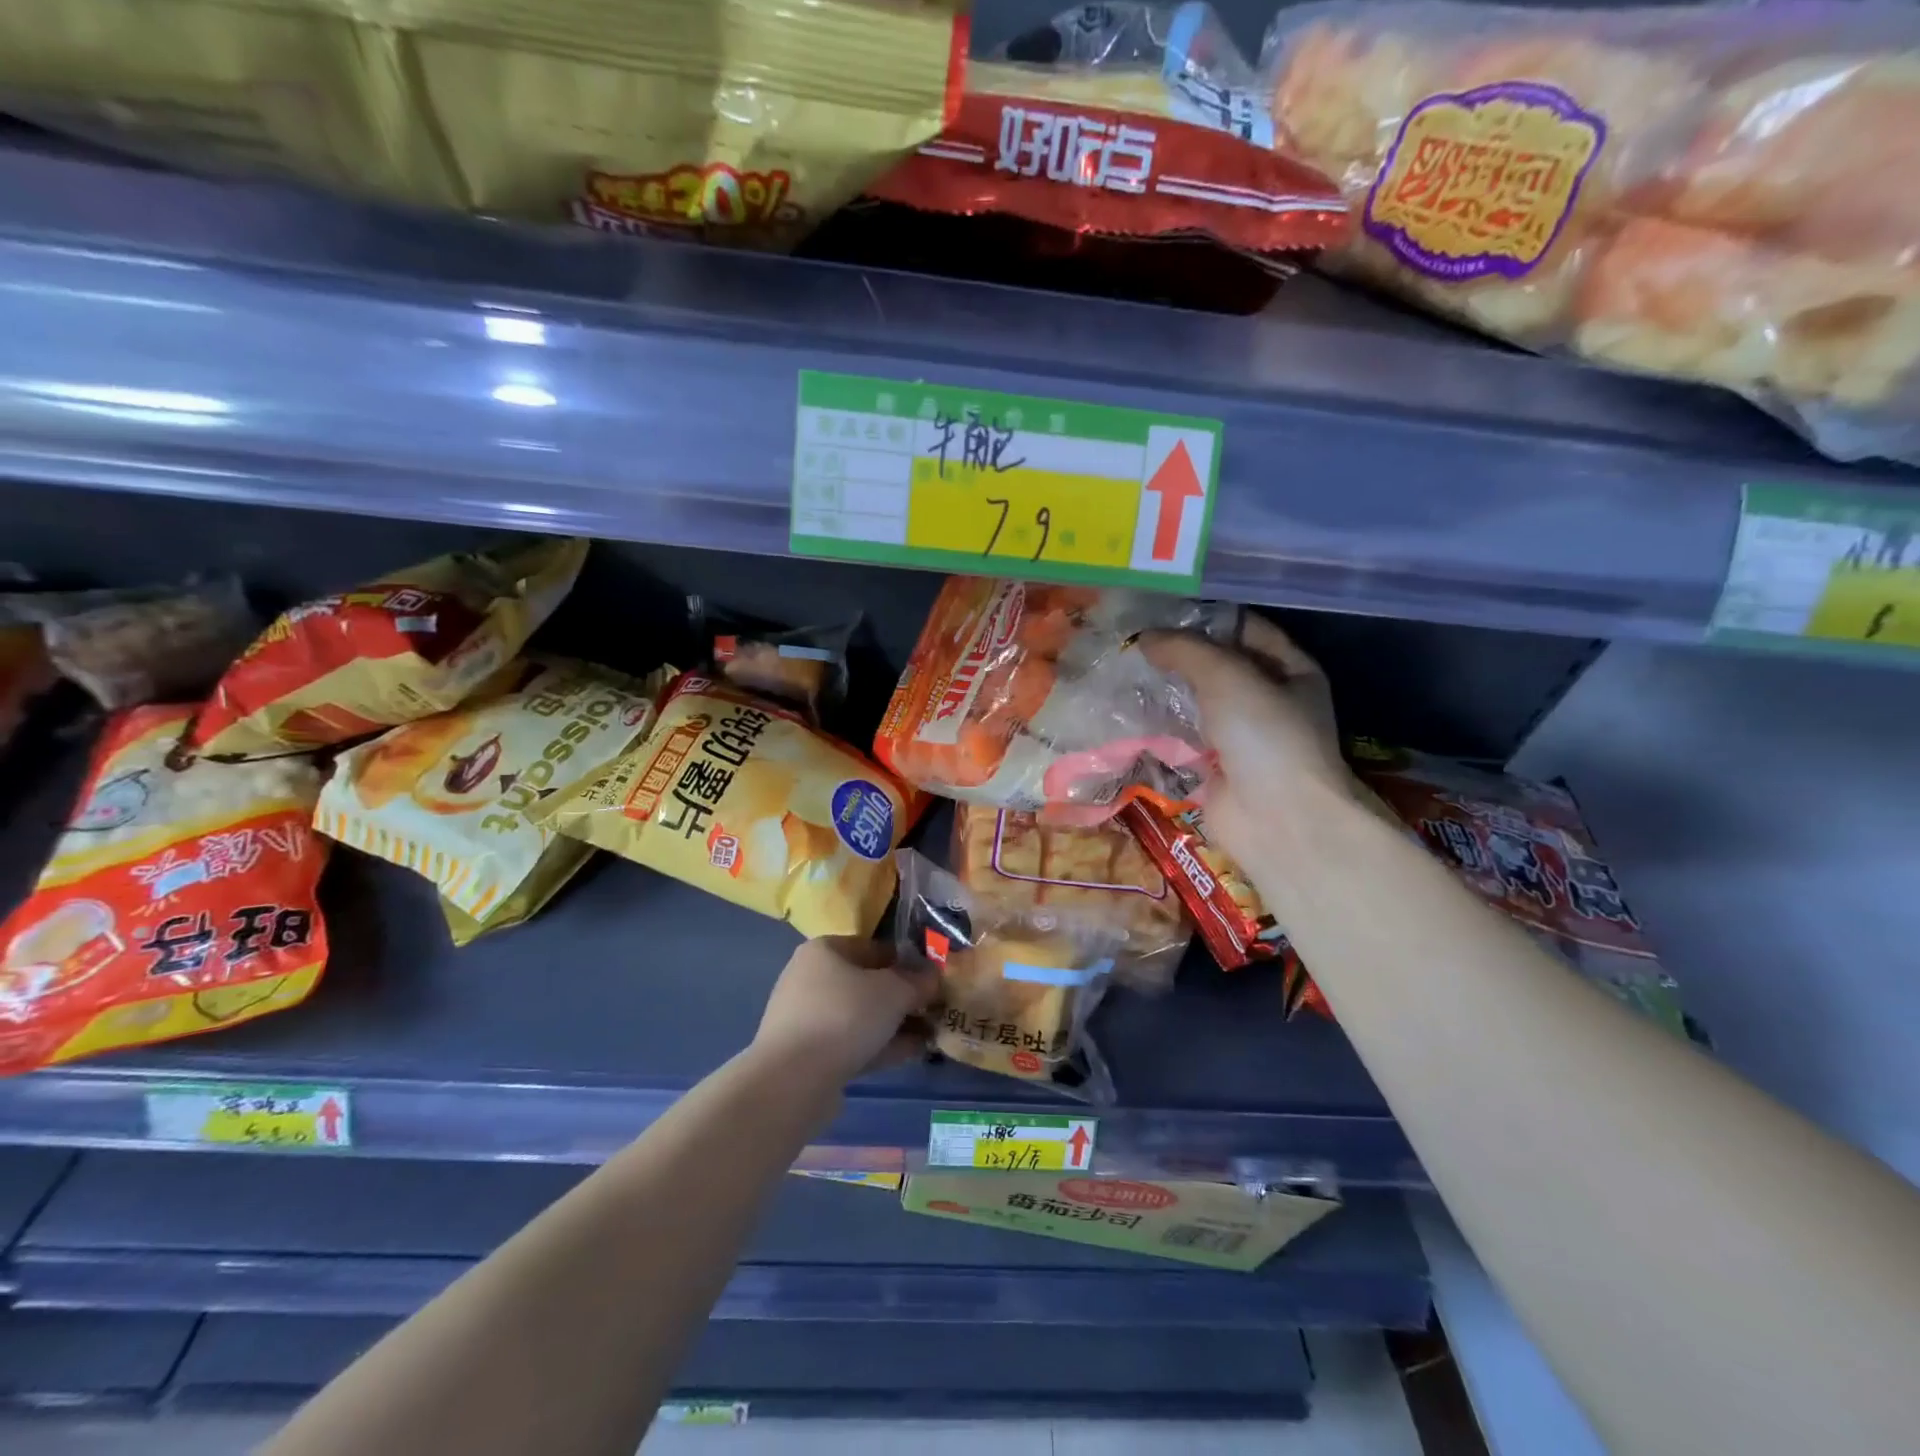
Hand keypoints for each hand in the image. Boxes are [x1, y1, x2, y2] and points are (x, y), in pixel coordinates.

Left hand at [753, 937, 938, 1086]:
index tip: (933, 977)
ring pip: (861, 1015)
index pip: (874, 947)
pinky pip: (852, 1042)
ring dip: (894, 1024)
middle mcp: (810, 978)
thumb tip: (932, 976)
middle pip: (867, 983)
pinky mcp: (808, 1054)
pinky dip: (880, 1045)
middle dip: (902, 997)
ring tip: (930, 1034)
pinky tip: (911, 1053)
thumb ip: (917, 981)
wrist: (793, 1080)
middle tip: (934, 1008)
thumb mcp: (894, 991)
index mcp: (824, 950)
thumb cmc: (845, 1016)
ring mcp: (807, 1018)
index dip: (907, 960)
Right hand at [1140, 615, 1352, 867]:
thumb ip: (1185, 650)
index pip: (1245, 629)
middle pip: (1219, 666)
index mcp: (1291, 670)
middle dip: (1179, 654)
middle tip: (1133, 639)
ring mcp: (1243, 736)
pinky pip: (1183, 737)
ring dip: (1166, 690)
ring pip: (1197, 702)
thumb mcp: (1227, 676)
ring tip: (1123, 669)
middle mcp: (1270, 700)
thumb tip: (1144, 638)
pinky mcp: (1216, 767)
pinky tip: (1127, 710)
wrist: (1277, 819)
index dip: (1206, 617)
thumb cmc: (1265, 735)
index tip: (1160, 609)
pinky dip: (1160, 726)